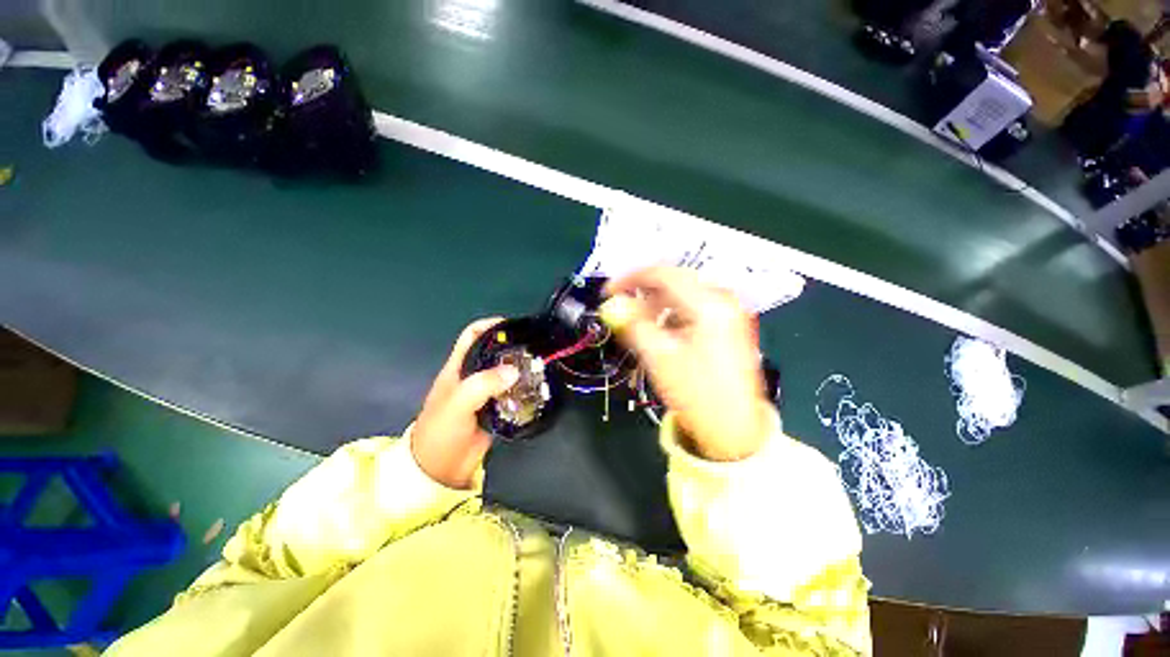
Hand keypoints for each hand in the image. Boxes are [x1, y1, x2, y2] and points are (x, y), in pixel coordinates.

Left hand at [412, 317, 520, 488]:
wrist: (440, 469)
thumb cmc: (441, 431)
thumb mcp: (458, 403)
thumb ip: (483, 384)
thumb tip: (514, 371)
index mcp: (459, 368)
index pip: (473, 336)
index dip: (491, 325)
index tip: (513, 326)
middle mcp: (473, 376)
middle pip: (495, 353)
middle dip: (514, 348)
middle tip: (535, 350)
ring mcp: (486, 393)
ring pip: (507, 373)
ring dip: (522, 370)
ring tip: (541, 368)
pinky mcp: (496, 408)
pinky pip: (513, 393)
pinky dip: (524, 389)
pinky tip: (537, 389)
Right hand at [605, 267, 771, 461]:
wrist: (734, 429)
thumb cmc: (695, 394)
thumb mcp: (659, 357)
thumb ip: (633, 324)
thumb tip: (611, 303)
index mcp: (708, 303)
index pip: (663, 274)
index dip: (630, 279)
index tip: (607, 292)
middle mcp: (722, 299)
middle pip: (674, 282)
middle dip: (643, 293)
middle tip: (620, 309)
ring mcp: (728, 312)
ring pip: (682, 295)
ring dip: (656, 305)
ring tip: (637, 324)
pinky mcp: (726, 325)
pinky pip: (691, 309)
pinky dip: (670, 315)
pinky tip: (659, 331)